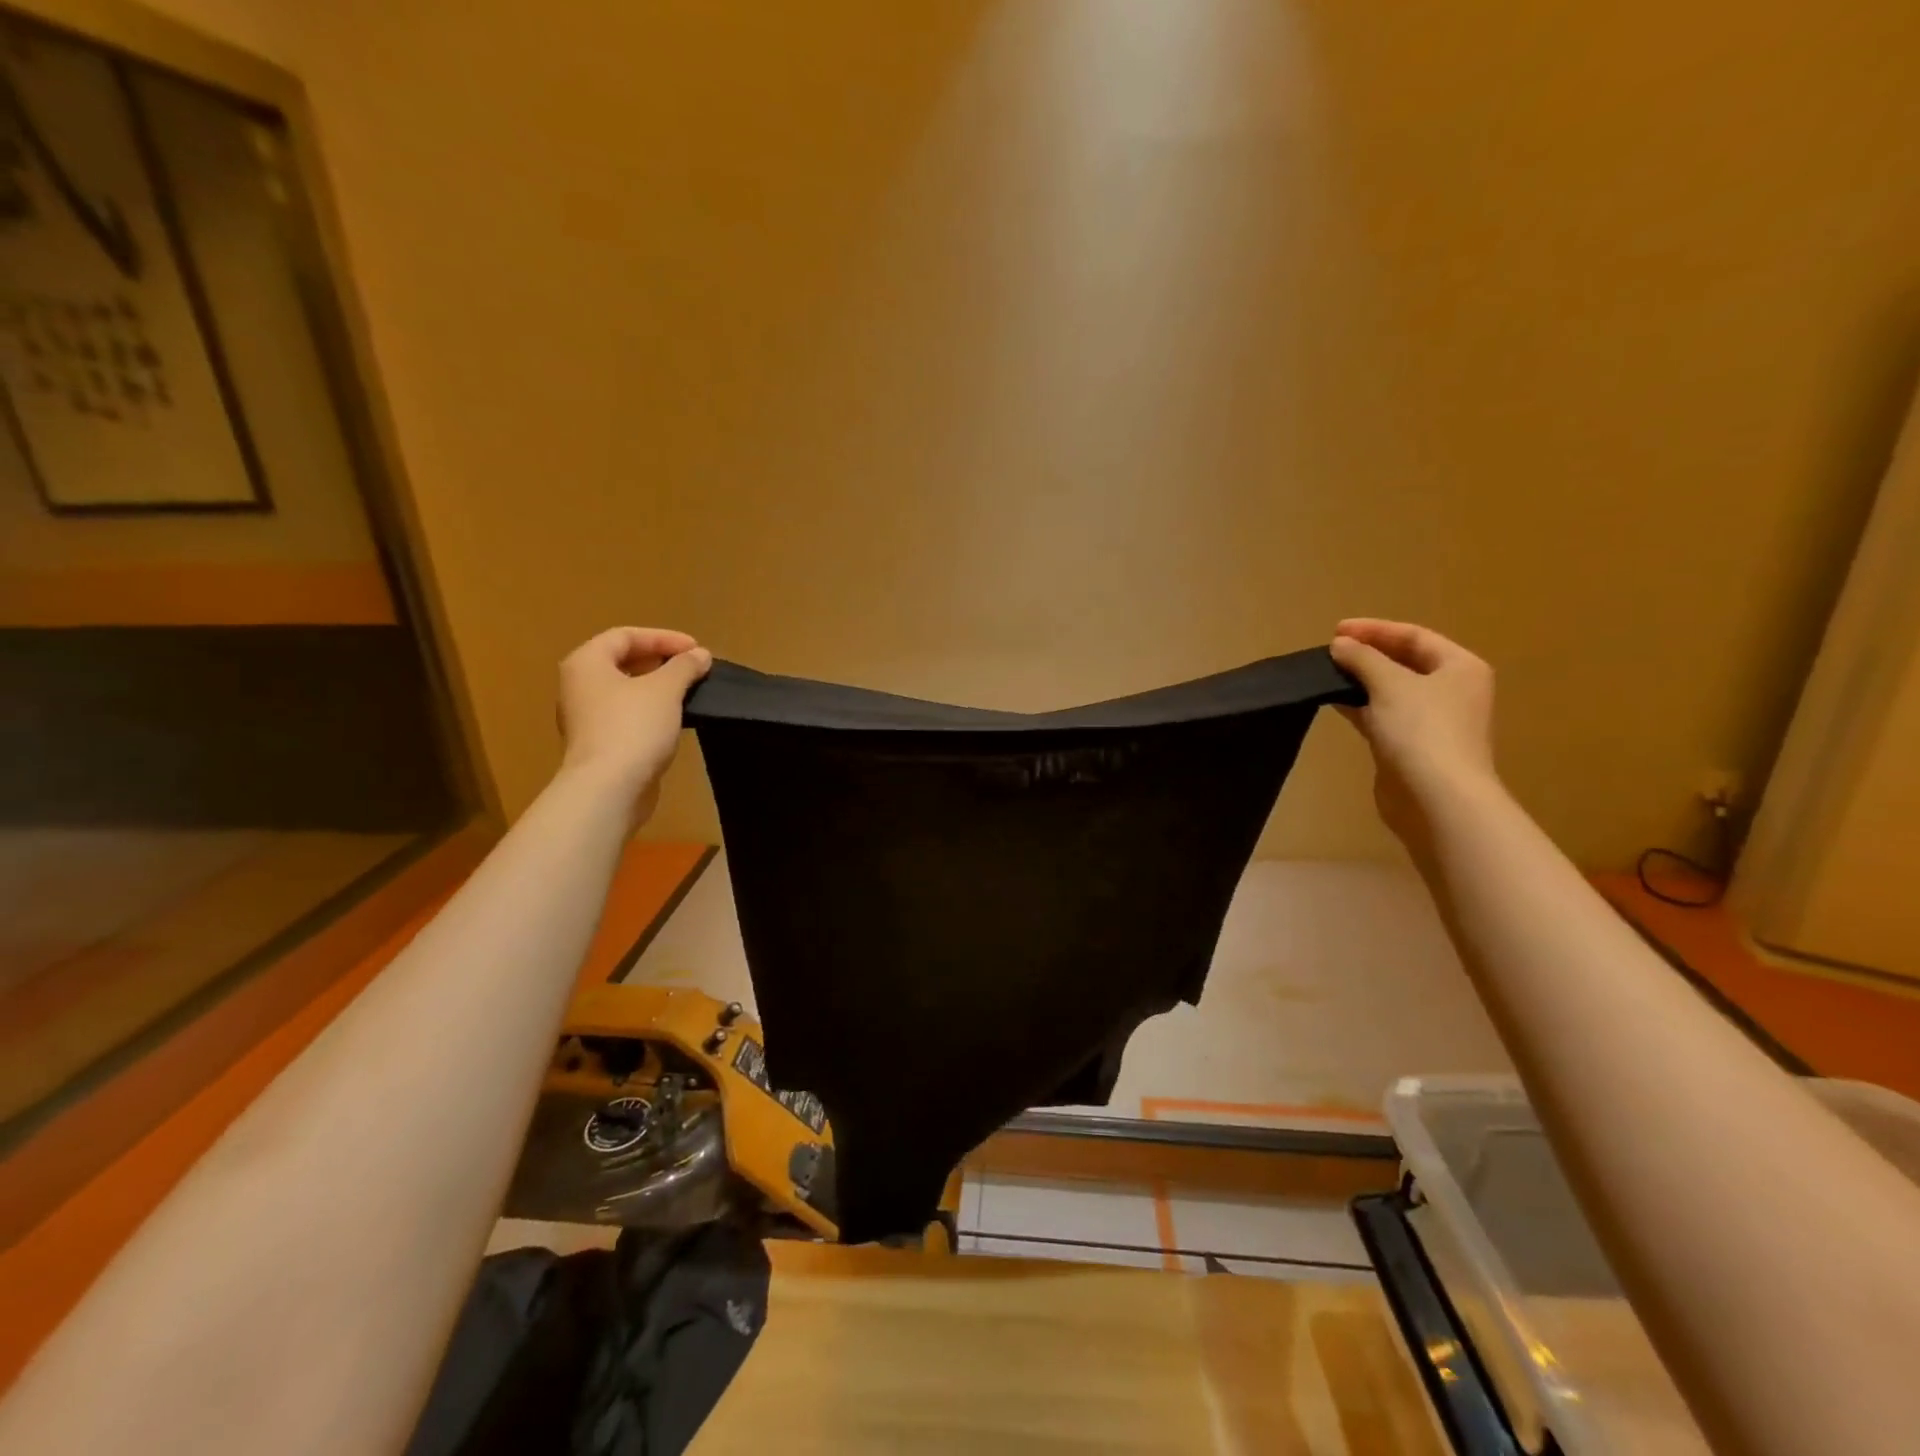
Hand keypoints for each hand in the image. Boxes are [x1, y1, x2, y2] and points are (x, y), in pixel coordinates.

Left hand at [557, 627, 711, 823]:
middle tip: (692, 668)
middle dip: (660, 661)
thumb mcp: (666, 689)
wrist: (609, 788)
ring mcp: (586, 718)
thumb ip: (684, 666)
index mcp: (586, 663)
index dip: (663, 637)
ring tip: (688, 692)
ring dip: (657, 688)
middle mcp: (579, 686)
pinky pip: (626, 716)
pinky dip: (650, 711)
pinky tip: (674, 721)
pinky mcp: (599, 745)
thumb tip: (700, 655)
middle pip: (622, 662)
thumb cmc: (633, 727)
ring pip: (625, 691)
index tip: (696, 650)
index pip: (624, 636)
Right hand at [1329, 618, 1496, 842]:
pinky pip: (1383, 716)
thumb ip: (1363, 659)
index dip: (1375, 630)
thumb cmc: (1422, 731)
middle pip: (1405, 662)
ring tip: (1327, 674)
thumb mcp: (1390, 684)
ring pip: (1392, 690)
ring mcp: (1433, 721)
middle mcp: (1452, 691)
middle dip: (1368, 654)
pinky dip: (1361, 706)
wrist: (1436, 798)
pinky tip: (1335, 702)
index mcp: (1460, 668)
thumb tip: (1339, 645)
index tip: (1335, 631)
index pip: (1414, 636)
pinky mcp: (1411, 747)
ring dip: (1361, 681)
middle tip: (1331, 651)